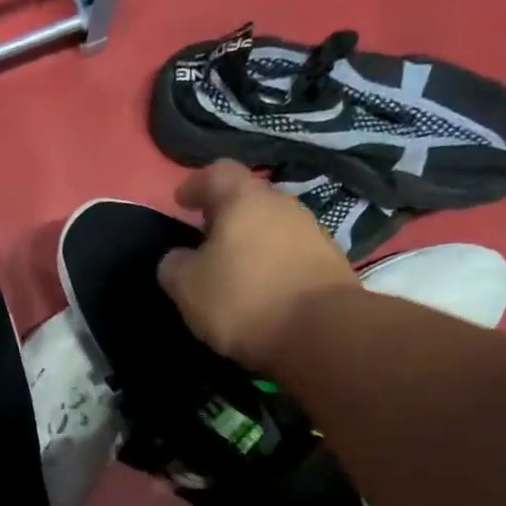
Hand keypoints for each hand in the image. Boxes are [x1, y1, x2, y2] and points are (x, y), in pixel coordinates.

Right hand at [156, 161, 358, 369]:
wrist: (322, 333)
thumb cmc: (243, 300)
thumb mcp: (188, 288)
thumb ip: (174, 266)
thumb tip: (178, 259)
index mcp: (244, 200)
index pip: (217, 173)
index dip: (195, 185)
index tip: (180, 202)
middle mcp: (283, 205)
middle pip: (249, 199)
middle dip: (225, 216)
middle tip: (206, 239)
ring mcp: (313, 232)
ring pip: (273, 227)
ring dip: (252, 242)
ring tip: (235, 270)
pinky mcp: (331, 262)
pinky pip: (292, 254)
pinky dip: (274, 265)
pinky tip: (264, 290)